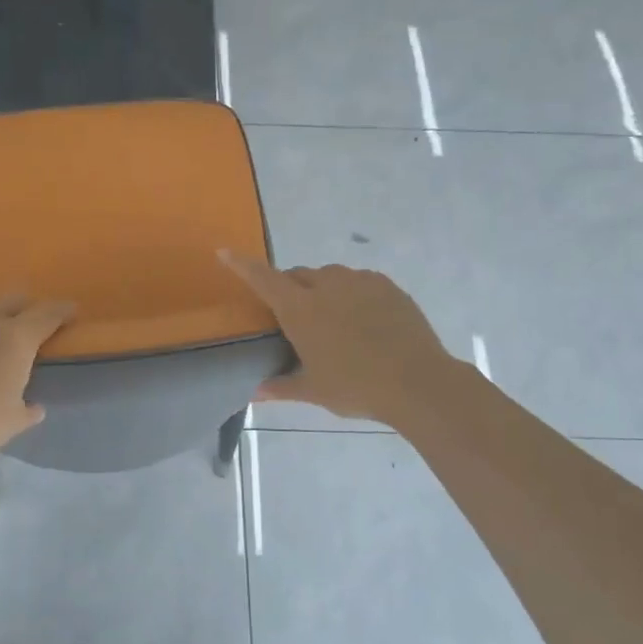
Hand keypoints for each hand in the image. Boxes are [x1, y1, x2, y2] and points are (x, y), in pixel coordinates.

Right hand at [221, 252, 455, 426]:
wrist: (418, 382)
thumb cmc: (356, 387)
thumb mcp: (314, 390)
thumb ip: (281, 386)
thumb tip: (255, 392)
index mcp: (300, 308)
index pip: (263, 278)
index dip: (241, 264)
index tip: (224, 251)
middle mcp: (326, 285)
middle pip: (297, 275)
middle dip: (289, 288)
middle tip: (294, 317)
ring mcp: (359, 281)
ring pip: (329, 275)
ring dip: (321, 289)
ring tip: (332, 319)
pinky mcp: (386, 285)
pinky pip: (358, 280)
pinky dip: (350, 292)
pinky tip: (361, 319)